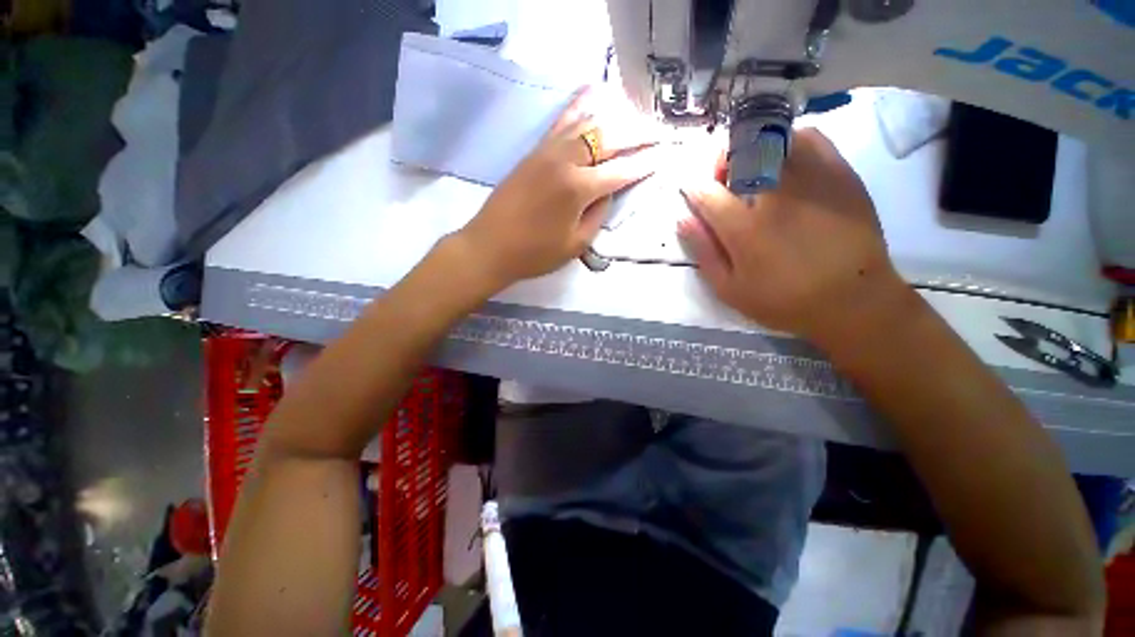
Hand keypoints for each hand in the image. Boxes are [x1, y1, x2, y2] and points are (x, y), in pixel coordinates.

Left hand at [454, 86, 660, 288]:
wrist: (490, 246)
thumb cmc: (535, 253)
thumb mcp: (576, 244)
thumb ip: (598, 216)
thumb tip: (608, 193)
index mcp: (579, 189)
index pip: (621, 171)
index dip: (644, 165)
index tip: (663, 156)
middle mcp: (566, 161)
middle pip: (608, 139)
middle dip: (636, 134)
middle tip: (656, 131)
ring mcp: (547, 151)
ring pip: (586, 123)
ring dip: (613, 118)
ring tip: (633, 115)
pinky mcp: (534, 151)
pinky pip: (560, 122)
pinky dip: (578, 106)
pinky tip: (591, 94)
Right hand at [677, 128, 912, 346]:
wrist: (853, 300)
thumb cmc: (784, 300)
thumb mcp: (730, 289)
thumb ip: (704, 253)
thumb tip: (684, 219)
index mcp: (745, 228)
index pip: (706, 193)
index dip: (694, 190)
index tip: (694, 194)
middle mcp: (776, 195)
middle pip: (739, 154)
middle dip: (723, 164)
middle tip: (725, 183)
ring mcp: (811, 179)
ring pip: (773, 140)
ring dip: (754, 152)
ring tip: (757, 173)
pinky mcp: (840, 173)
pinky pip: (810, 138)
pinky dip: (790, 144)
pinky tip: (787, 166)